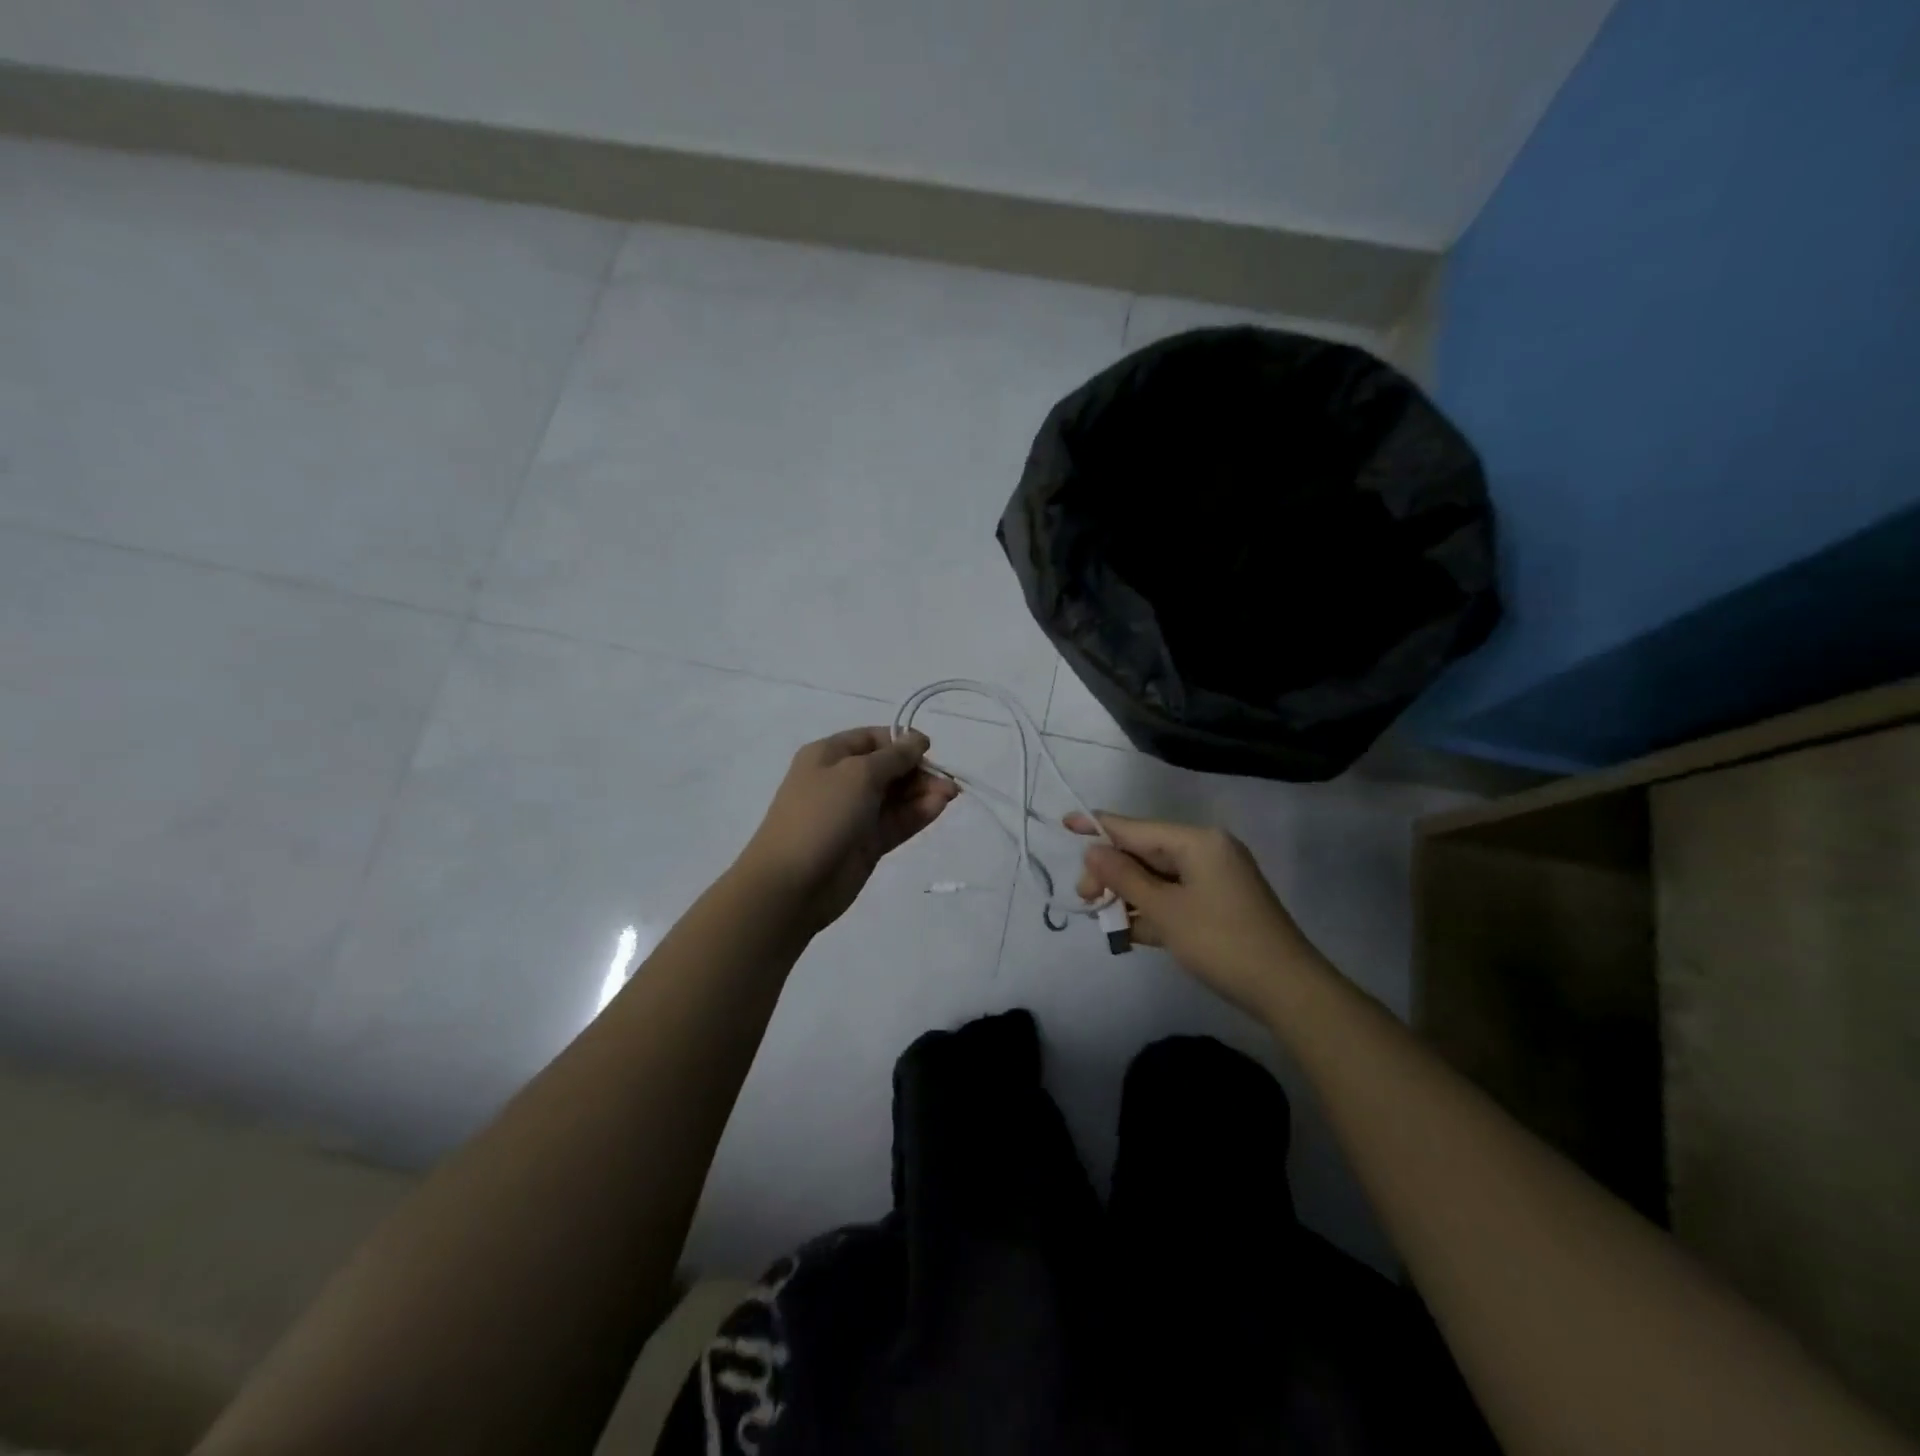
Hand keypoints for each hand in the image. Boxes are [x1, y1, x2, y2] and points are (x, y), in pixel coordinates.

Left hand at [739, 728, 959, 932]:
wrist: (791, 884)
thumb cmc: (821, 815)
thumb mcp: (858, 774)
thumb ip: (894, 757)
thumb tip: (916, 741)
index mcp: (829, 755)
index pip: (872, 739)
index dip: (902, 742)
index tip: (930, 750)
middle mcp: (841, 781)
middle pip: (888, 768)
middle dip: (918, 771)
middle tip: (947, 782)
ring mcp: (854, 814)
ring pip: (896, 797)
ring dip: (923, 792)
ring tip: (951, 795)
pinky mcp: (866, 844)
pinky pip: (896, 822)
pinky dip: (918, 813)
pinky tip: (939, 807)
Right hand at [1069, 811, 1319, 1018]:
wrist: (1287, 990)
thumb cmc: (1221, 942)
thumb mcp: (1165, 910)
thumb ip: (1124, 878)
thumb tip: (1093, 851)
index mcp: (1197, 842)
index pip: (1136, 828)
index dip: (1098, 827)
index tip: (1065, 822)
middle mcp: (1206, 851)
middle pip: (1145, 853)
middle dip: (1112, 874)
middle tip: (1087, 901)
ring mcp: (1214, 878)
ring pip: (1157, 878)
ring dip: (1129, 896)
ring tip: (1104, 920)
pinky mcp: (1218, 904)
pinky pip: (1174, 896)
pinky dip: (1151, 910)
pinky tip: (1128, 931)